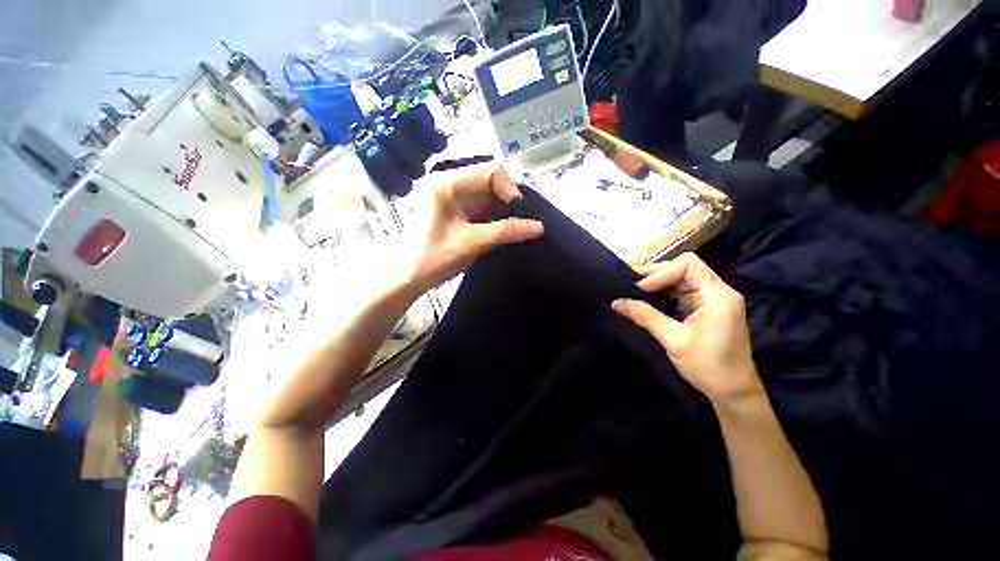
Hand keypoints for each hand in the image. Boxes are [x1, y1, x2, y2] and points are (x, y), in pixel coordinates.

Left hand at [399, 164, 543, 293]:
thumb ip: (506, 231)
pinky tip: (508, 228)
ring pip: (487, 197)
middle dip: (510, 200)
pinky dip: (495, 217)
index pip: (490, 172)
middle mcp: (449, 184)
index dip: (511, 189)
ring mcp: (451, 198)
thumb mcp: (472, 242)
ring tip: (522, 224)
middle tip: (527, 218)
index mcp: (447, 183)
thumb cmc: (433, 257)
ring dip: (504, 210)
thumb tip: (539, 227)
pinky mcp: (454, 212)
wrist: (405, 278)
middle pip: (489, 182)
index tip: (522, 213)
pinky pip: (481, 209)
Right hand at [612, 253, 762, 405]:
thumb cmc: (709, 367)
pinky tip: (647, 300)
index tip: (640, 289)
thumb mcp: (674, 340)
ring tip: (633, 292)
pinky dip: (663, 294)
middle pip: (684, 269)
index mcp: (718, 296)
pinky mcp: (705, 309)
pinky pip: (681, 293)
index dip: (661, 272)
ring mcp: (712, 300)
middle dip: (655, 276)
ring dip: (657, 284)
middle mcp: (717, 292)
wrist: (733, 393)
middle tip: (629, 286)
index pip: (688, 265)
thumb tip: (616, 302)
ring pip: (681, 280)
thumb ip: (645, 316)